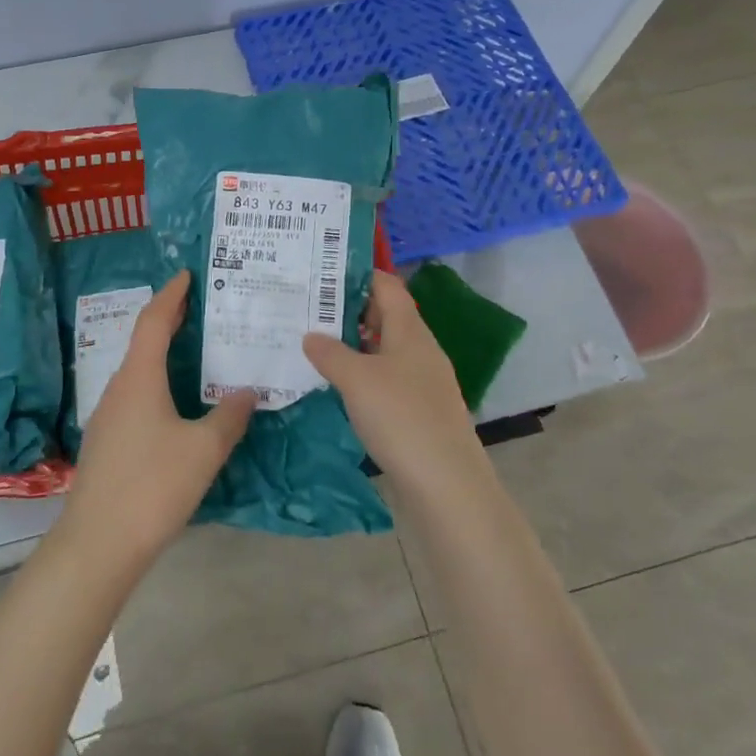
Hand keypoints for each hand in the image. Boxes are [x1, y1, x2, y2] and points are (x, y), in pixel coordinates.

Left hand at [60, 271, 254, 569]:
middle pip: (144, 342)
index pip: (154, 320)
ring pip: (140, 372)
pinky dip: (159, 384)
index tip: (187, 274)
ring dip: (165, 355)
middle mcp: (119, 388)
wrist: (98, 543)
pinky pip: (136, 397)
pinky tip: (177, 404)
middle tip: (201, 308)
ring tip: (197, 353)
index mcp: (139, 377)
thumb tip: (247, 391)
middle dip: (171, 321)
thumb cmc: (153, 485)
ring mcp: (108, 416)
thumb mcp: (204, 449)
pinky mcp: (107, 442)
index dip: (171, 294)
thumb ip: (229, 416)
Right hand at [303, 270, 486, 493]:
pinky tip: (337, 385)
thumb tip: (310, 335)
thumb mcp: (356, 379)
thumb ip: (330, 353)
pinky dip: (362, 373)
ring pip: (384, 349)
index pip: (387, 286)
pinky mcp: (418, 410)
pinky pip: (386, 378)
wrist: (446, 484)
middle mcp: (419, 349)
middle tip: (308, 308)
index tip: (323, 271)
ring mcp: (422, 381)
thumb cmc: (401, 417)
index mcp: (410, 331)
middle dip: (349, 310)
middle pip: (385, 315)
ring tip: (314, 343)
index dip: (358, 274)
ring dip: (353, 344)